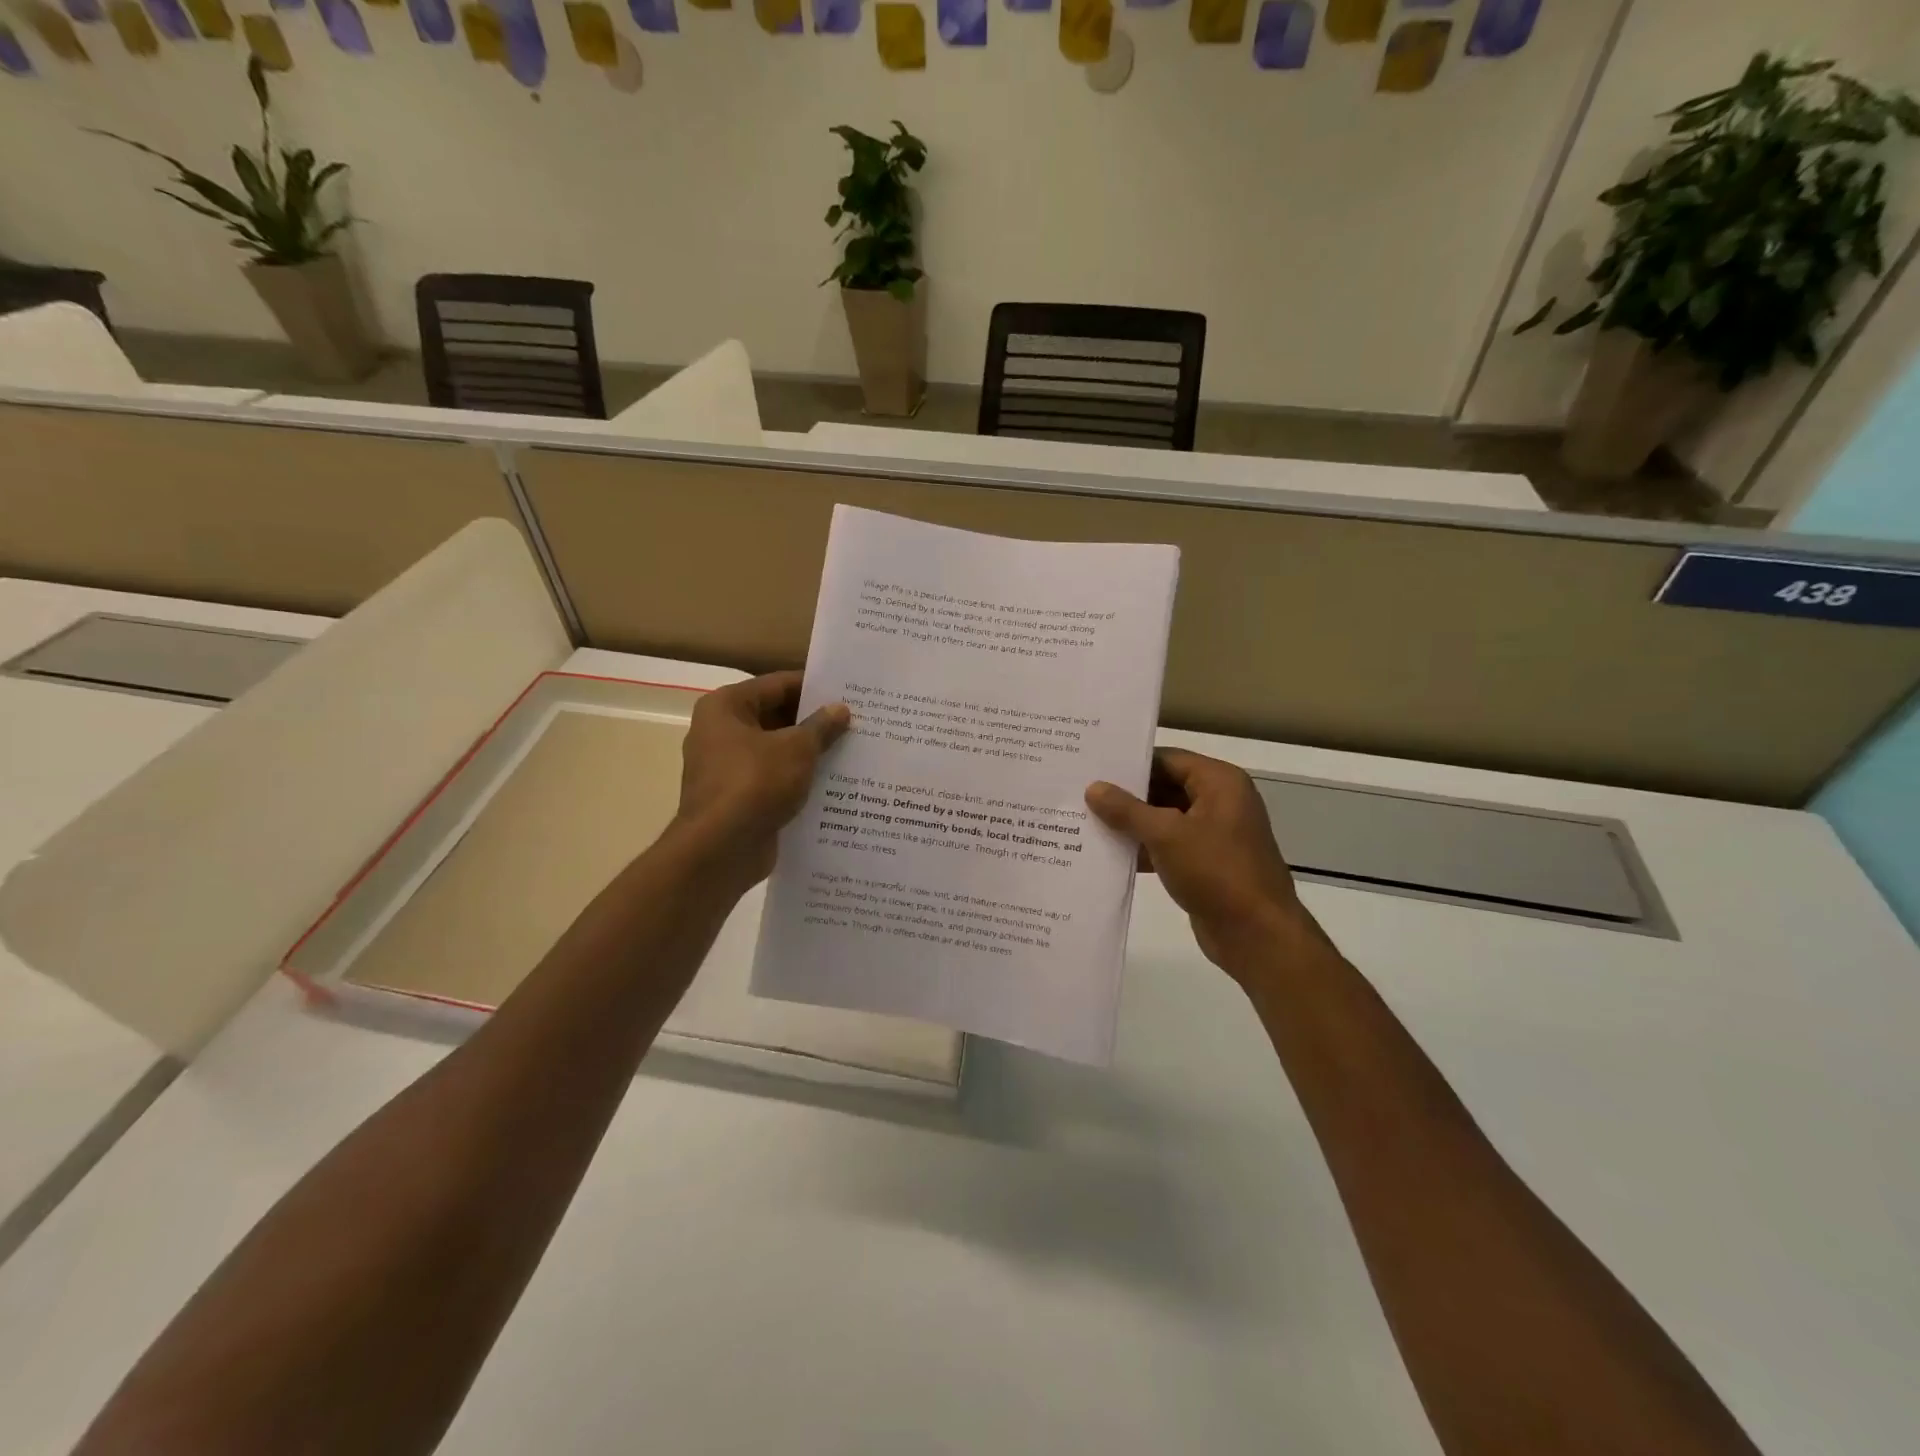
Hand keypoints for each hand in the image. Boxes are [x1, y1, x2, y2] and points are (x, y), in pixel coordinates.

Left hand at [676, 671, 849, 885]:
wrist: (721, 849)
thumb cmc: (755, 783)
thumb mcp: (797, 749)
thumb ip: (820, 726)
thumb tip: (840, 709)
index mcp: (725, 707)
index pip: (777, 685)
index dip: (813, 687)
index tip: (847, 692)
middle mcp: (719, 732)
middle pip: (775, 717)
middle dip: (813, 722)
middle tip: (855, 722)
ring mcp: (726, 768)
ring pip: (776, 751)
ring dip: (808, 753)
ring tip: (851, 750)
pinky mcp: (737, 798)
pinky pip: (773, 779)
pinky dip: (797, 780)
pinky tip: (832, 783)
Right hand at [1086, 749, 1328, 980]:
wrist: (1256, 935)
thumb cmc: (1216, 872)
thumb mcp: (1166, 835)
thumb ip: (1127, 810)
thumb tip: (1093, 788)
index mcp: (1219, 782)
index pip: (1167, 759)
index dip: (1131, 763)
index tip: (1092, 765)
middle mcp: (1219, 801)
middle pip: (1165, 786)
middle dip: (1126, 794)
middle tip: (1081, 793)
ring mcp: (1213, 834)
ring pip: (1164, 818)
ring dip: (1131, 823)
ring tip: (1085, 821)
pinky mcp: (1205, 863)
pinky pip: (1168, 845)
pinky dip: (1143, 848)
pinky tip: (1108, 854)